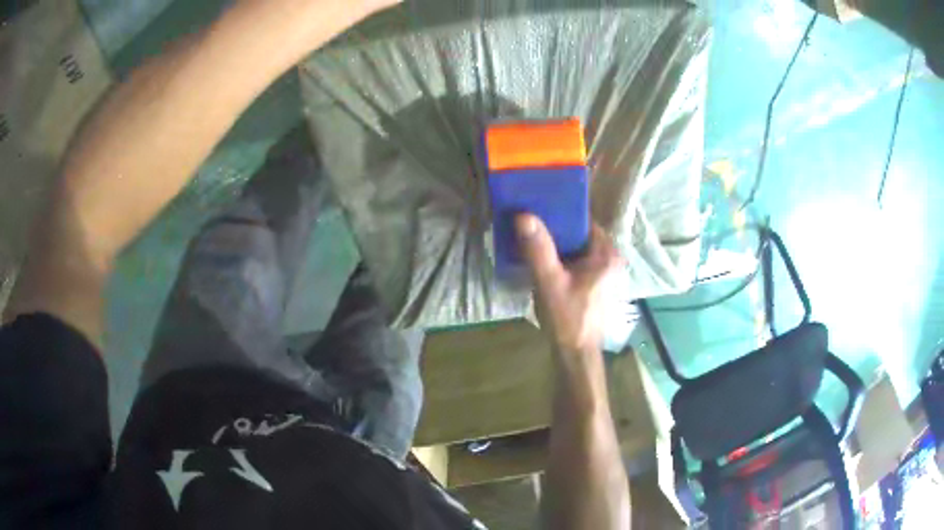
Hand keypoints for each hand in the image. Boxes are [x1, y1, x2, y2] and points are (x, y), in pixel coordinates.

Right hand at [516, 214, 621, 354]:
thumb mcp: (549, 282)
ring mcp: (602, 271)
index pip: (583, 220)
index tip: (536, 205)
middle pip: (578, 233)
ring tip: (528, 234)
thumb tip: (523, 215)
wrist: (575, 353)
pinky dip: (558, 256)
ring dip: (554, 242)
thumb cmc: (567, 318)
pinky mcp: (593, 282)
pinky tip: (538, 256)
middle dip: (554, 227)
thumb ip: (538, 249)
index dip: (559, 211)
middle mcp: (609, 258)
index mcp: (606, 253)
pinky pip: (574, 259)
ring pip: (575, 246)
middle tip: (527, 219)